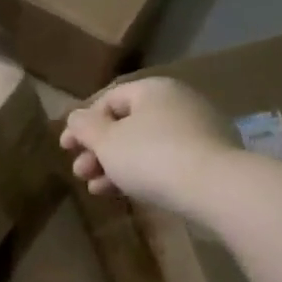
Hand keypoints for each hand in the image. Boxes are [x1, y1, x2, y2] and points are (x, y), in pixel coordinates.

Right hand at [61, 77, 240, 214]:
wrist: (216, 188)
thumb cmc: (151, 156)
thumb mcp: (106, 141)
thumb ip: (84, 127)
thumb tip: (76, 118)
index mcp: (153, 89)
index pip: (109, 100)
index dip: (82, 124)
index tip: (65, 148)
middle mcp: (177, 102)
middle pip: (126, 124)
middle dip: (97, 150)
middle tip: (80, 172)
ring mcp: (197, 130)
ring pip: (144, 145)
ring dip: (114, 165)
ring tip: (96, 188)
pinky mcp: (209, 158)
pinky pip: (165, 160)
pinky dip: (141, 173)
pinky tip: (124, 192)